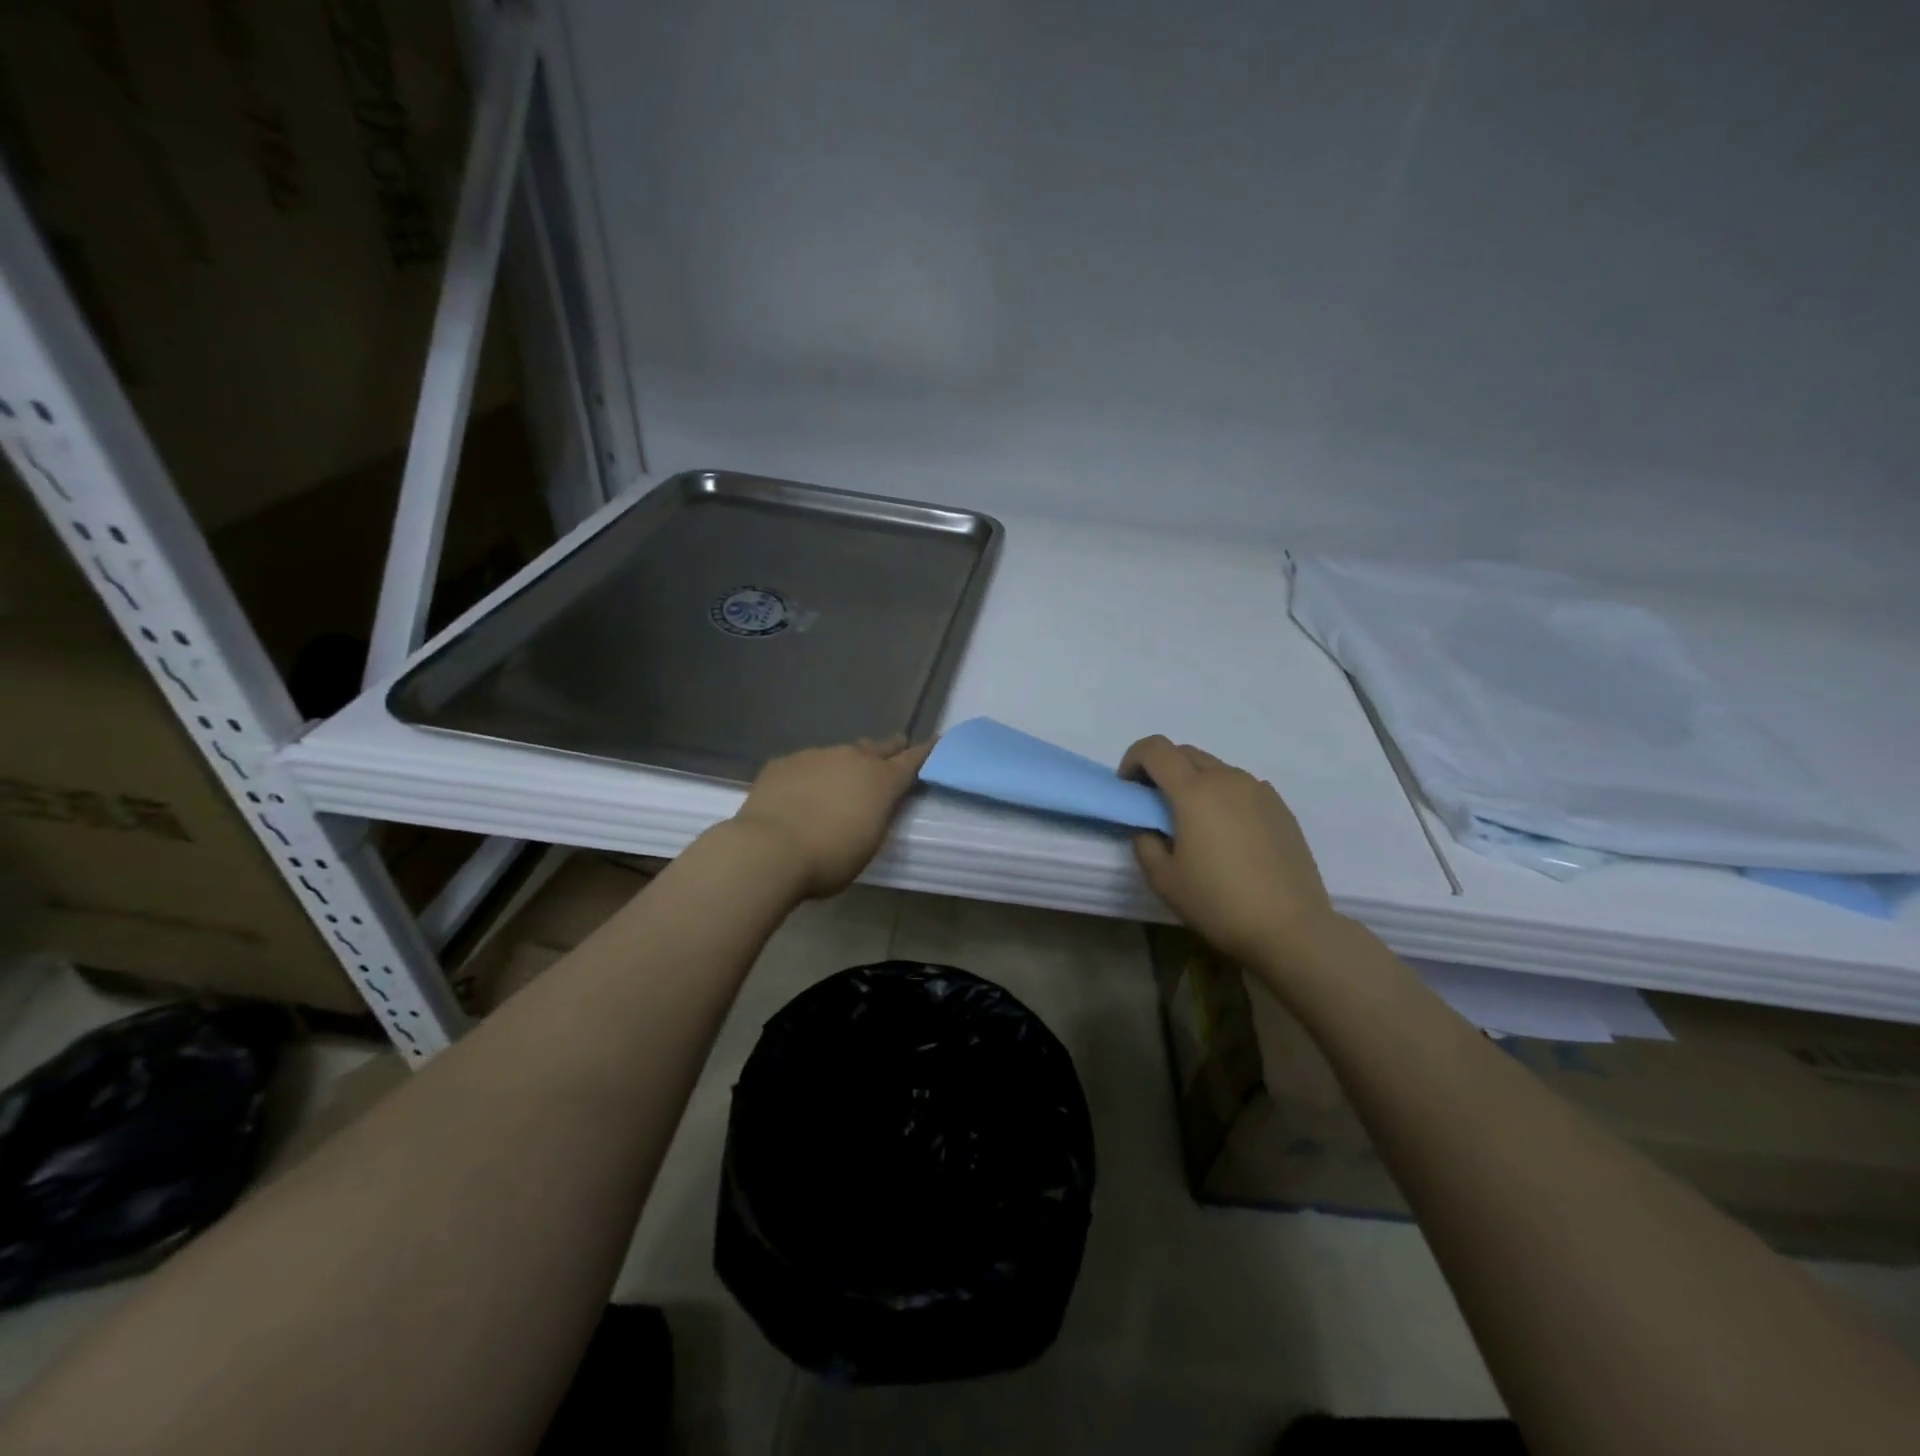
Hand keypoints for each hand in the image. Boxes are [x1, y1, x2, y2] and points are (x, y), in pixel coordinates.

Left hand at [729, 737, 933, 897]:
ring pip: (840, 753)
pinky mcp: (784, 762)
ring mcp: (816, 756)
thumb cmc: (829, 858)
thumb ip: (877, 818)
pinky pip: (806, 763)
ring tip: (841, 779)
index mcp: (881, 781)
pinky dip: (811, 774)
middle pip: (878, 747)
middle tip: (894, 749)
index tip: (937, 741)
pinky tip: (801, 792)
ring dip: (846, 763)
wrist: (768, 849)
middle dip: (889, 749)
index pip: (913, 759)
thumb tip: (874, 806)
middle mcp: (853, 758)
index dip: (927, 751)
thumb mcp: (868, 845)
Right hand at [1121, 735, 1339, 971]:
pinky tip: (1228, 835)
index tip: (1129, 789)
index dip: (1133, 759)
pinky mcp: (1281, 808)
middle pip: (1185, 753)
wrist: (1291, 928)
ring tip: (1194, 824)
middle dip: (1162, 769)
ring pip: (1216, 769)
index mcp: (1194, 791)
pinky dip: (1223, 796)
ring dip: (1194, 782)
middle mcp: (1228, 779)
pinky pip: (1242, 787)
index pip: (1155, 748)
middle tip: (1155, 806)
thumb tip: (1150, 828)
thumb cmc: (1218, 903)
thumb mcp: (1163, 879)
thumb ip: (1145, 843)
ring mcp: (1259, 790)